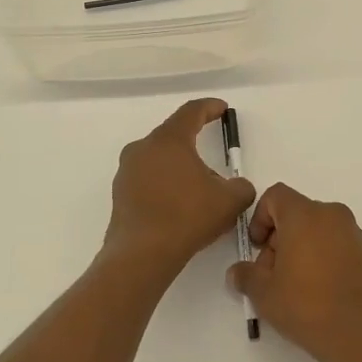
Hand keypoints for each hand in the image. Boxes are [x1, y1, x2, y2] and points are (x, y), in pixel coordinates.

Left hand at [104, 98, 255, 271]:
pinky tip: (178, 206)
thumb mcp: (230, 200)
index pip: (191, 112)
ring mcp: (126, 171)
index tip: (221, 108)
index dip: (209, 108)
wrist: (143, 254)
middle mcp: (143, 148)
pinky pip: (147, 180)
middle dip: (195, 144)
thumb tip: (237, 186)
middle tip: (214, 160)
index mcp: (168, 140)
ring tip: (198, 190)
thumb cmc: (188, 216)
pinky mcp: (119, 194)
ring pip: (159, 159)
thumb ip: (241, 186)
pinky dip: (164, 185)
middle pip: (173, 136)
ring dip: (179, 167)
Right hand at [227, 183, 361, 361]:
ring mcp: (354, 233)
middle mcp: (331, 214)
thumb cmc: (308, 305)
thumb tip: (238, 272)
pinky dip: (323, 258)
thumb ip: (246, 276)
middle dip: (279, 239)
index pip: (275, 196)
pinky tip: (318, 292)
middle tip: (272, 275)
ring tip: (295, 287)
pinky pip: (336, 244)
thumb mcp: (264, 294)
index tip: (257, 249)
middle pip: (296, 214)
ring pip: (317, 230)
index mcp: (304, 214)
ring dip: (300, 249)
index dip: (259, 218)